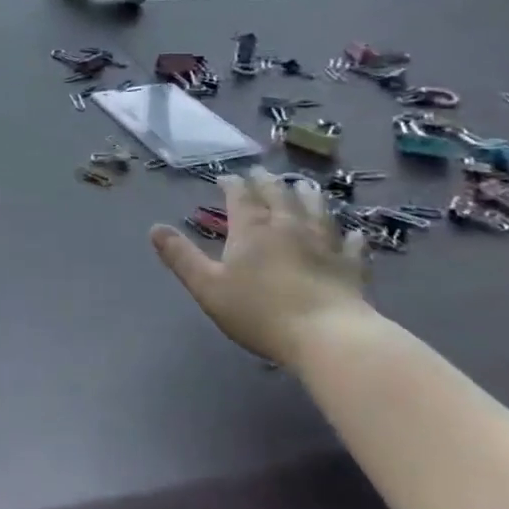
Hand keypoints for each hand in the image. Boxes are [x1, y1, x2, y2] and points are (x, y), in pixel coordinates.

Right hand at [149, 167, 367, 361]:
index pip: (239, 195)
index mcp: (252, 228)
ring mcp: (324, 243)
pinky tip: (354, 232)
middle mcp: (288, 225)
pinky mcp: (350, 265)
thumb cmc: (261, 312)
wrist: (327, 336)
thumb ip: (181, 257)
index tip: (225, 178)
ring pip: (316, 209)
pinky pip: (352, 245)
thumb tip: (155, 228)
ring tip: (304, 185)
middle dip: (265, 181)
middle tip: (260, 172)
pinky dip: (351, 236)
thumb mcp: (208, 287)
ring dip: (307, 194)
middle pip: (277, 193)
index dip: (231, 184)